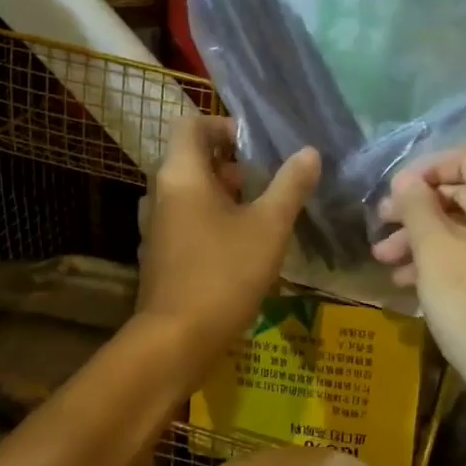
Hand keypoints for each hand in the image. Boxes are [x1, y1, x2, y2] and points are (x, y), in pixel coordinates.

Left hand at [140, 116, 320, 359]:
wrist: (176, 339)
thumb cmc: (224, 273)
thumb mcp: (269, 226)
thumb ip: (290, 185)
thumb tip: (309, 152)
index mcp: (180, 174)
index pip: (192, 125)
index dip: (224, 126)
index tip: (256, 146)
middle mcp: (160, 193)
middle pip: (192, 159)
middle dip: (232, 164)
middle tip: (268, 181)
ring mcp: (156, 226)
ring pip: (191, 192)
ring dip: (224, 194)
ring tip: (262, 212)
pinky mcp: (160, 254)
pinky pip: (186, 220)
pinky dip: (212, 219)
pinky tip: (242, 245)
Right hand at [372, 147, 465, 402]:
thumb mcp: (435, 249)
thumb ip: (417, 207)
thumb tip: (406, 181)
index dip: (427, 167)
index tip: (394, 190)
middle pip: (463, 194)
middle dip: (417, 208)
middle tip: (379, 223)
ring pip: (462, 229)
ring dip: (420, 238)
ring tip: (382, 259)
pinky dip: (439, 262)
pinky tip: (405, 283)